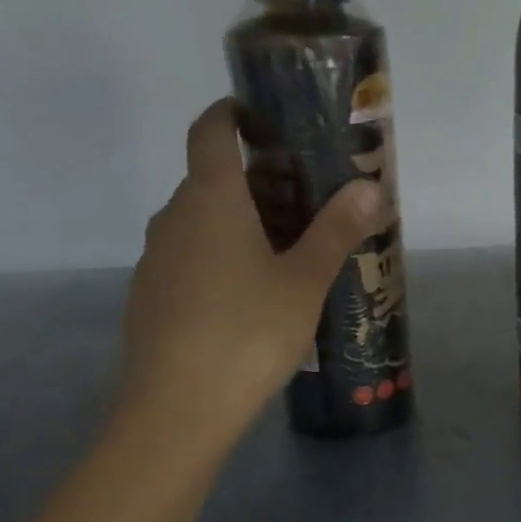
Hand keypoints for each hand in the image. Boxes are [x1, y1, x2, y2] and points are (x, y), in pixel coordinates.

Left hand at [113, 98, 384, 457]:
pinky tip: (252, 298)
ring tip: (288, 253)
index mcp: (211, 199)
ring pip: (201, 223)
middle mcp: (174, 217)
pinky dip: (222, 258)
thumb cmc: (248, 332)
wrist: (178, 407)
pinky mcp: (151, 296)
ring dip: (242, 223)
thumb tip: (369, 187)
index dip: (232, 114)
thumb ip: (336, 231)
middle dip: (258, 182)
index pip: (211, 131)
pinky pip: (191, 258)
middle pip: (212, 180)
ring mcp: (156, 258)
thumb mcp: (304, 282)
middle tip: (307, 203)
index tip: (264, 118)